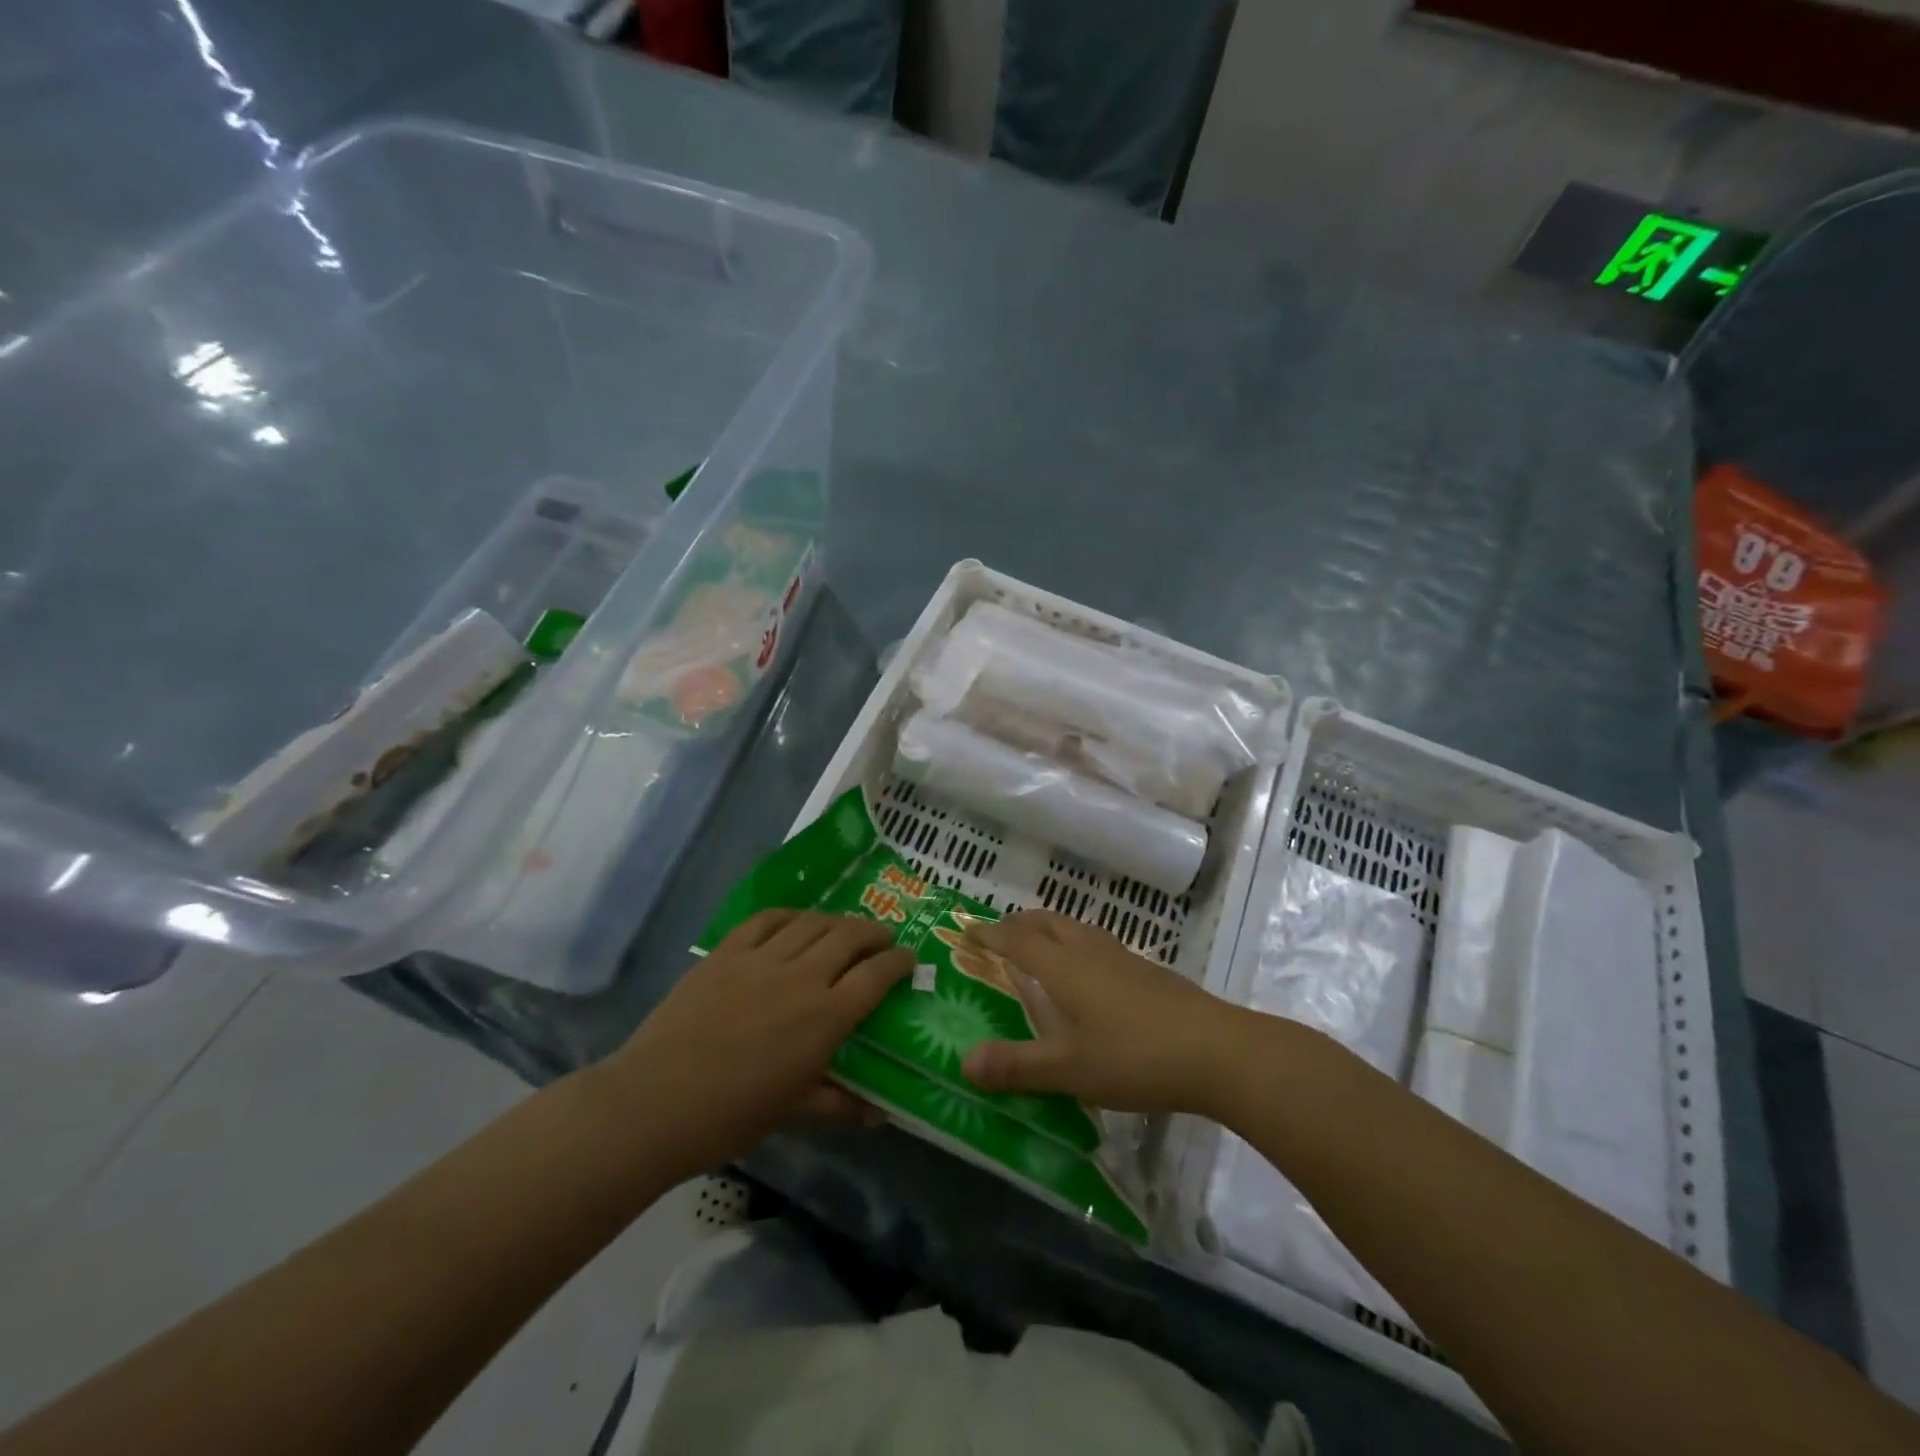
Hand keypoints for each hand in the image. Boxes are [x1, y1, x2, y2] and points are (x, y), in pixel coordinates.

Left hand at [605, 910, 912, 1179]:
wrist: (654, 1103)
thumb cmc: (730, 1116)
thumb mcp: (792, 1113)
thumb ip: (840, 1104)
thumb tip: (882, 1114)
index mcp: (825, 1018)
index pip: (876, 976)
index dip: (898, 962)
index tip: (909, 958)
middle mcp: (801, 978)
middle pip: (849, 937)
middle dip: (873, 933)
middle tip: (882, 938)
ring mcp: (761, 959)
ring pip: (811, 923)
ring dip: (836, 920)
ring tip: (844, 928)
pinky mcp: (726, 952)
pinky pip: (766, 920)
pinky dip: (790, 915)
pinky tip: (796, 921)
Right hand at [959, 910, 1248, 1114]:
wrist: (1217, 1051)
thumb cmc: (1136, 1057)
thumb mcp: (1070, 1069)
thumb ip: (1017, 1066)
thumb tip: (963, 1062)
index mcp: (1064, 968)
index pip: (1017, 940)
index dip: (989, 934)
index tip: (966, 928)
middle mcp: (1089, 952)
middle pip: (1047, 922)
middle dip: (1018, 923)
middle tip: (999, 934)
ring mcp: (1122, 958)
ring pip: (1076, 928)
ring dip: (1049, 929)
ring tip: (1039, 945)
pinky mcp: (1147, 972)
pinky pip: (1097, 943)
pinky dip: (1075, 944)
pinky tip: (1087, 974)